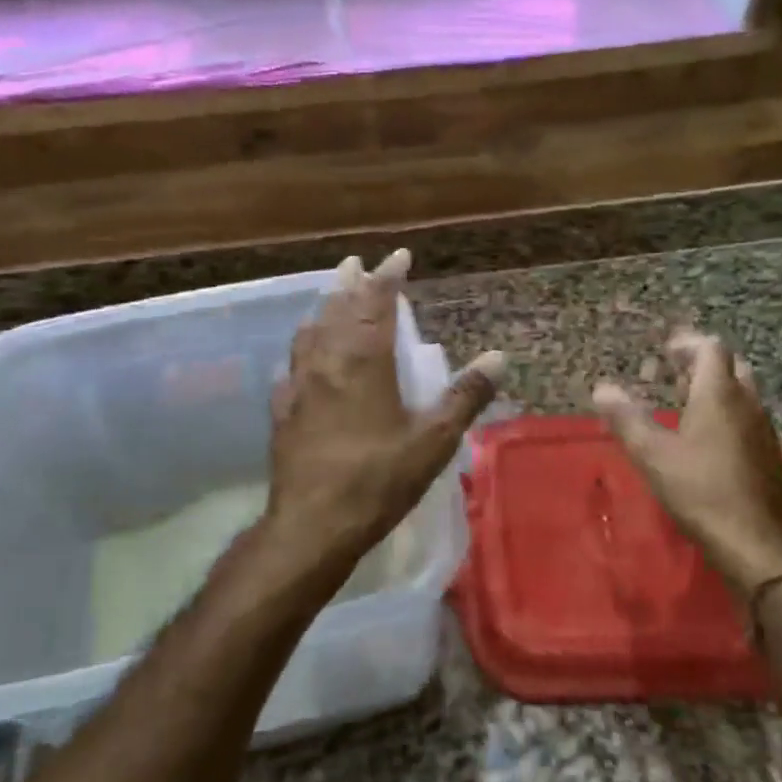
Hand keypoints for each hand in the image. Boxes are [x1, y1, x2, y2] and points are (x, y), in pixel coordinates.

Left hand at [260, 249, 504, 583]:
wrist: (312, 525)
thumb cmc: (378, 480)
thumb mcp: (433, 441)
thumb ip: (465, 396)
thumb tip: (498, 356)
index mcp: (364, 363)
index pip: (376, 305)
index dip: (388, 277)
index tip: (399, 256)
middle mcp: (327, 363)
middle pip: (337, 310)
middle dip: (350, 284)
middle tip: (357, 264)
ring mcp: (299, 385)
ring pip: (309, 332)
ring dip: (323, 309)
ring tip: (331, 299)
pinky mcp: (282, 411)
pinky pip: (292, 365)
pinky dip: (303, 348)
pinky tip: (304, 360)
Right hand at [594, 330, 781, 596]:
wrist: (753, 540)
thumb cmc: (698, 489)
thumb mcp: (651, 454)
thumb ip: (625, 418)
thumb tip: (602, 389)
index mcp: (719, 394)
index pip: (711, 349)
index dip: (688, 344)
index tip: (667, 351)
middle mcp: (748, 403)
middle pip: (731, 366)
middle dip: (703, 364)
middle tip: (675, 375)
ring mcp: (764, 429)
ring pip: (743, 393)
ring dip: (717, 389)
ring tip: (686, 405)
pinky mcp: (770, 455)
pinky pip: (749, 418)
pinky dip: (728, 414)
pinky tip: (708, 441)